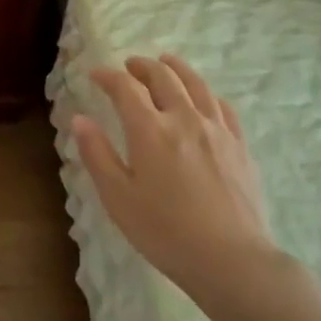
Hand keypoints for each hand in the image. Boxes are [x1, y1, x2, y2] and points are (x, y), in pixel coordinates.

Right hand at [71, 54, 282, 305]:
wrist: (230, 258)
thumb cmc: (164, 232)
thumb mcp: (118, 198)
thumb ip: (97, 155)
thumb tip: (80, 119)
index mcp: (150, 131)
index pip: (126, 89)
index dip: (108, 77)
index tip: (95, 75)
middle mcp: (185, 119)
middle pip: (164, 78)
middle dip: (142, 67)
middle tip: (129, 66)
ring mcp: (218, 130)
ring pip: (196, 85)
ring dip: (177, 69)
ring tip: (166, 63)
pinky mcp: (240, 146)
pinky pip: (222, 106)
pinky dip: (206, 93)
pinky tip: (203, 97)